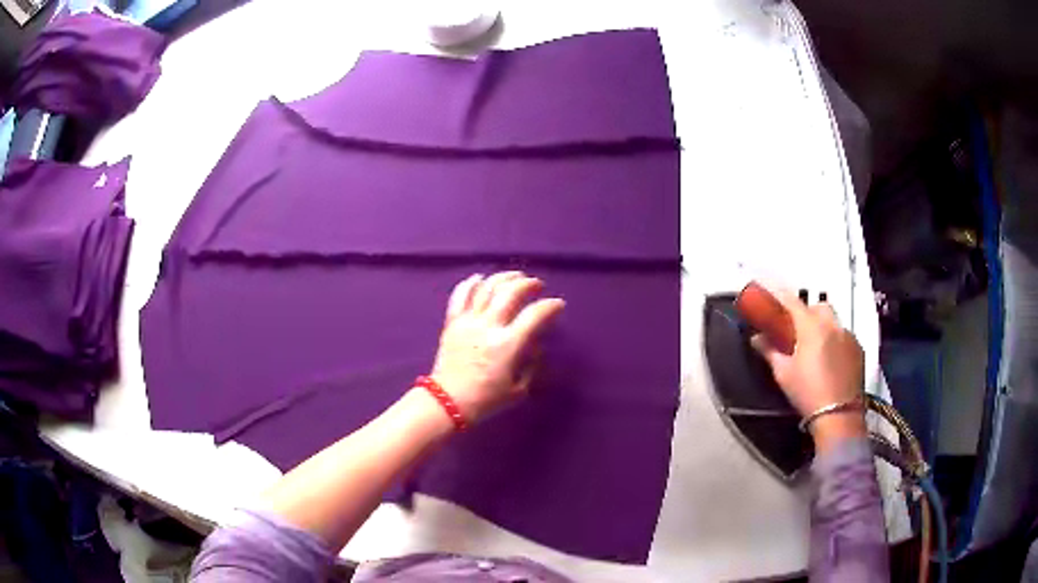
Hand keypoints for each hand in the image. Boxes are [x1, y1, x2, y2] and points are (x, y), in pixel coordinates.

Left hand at [430, 272, 564, 423]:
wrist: (448, 402)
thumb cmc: (486, 400)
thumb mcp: (519, 389)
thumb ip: (531, 364)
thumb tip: (536, 344)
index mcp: (507, 345)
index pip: (534, 315)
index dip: (550, 306)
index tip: (558, 305)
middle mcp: (488, 327)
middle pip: (510, 292)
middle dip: (528, 284)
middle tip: (536, 285)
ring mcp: (468, 321)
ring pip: (487, 288)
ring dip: (503, 278)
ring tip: (514, 276)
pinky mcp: (452, 322)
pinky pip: (460, 295)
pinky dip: (471, 283)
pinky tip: (480, 278)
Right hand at [751, 290, 865, 449]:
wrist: (839, 415)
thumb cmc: (807, 393)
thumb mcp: (783, 374)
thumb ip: (770, 351)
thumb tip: (756, 339)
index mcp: (811, 326)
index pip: (793, 302)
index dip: (780, 298)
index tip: (771, 299)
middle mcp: (832, 325)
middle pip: (817, 306)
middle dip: (806, 312)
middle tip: (795, 330)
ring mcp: (848, 336)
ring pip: (833, 321)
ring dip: (822, 326)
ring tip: (814, 348)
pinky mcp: (859, 349)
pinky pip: (844, 336)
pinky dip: (835, 340)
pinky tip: (830, 360)